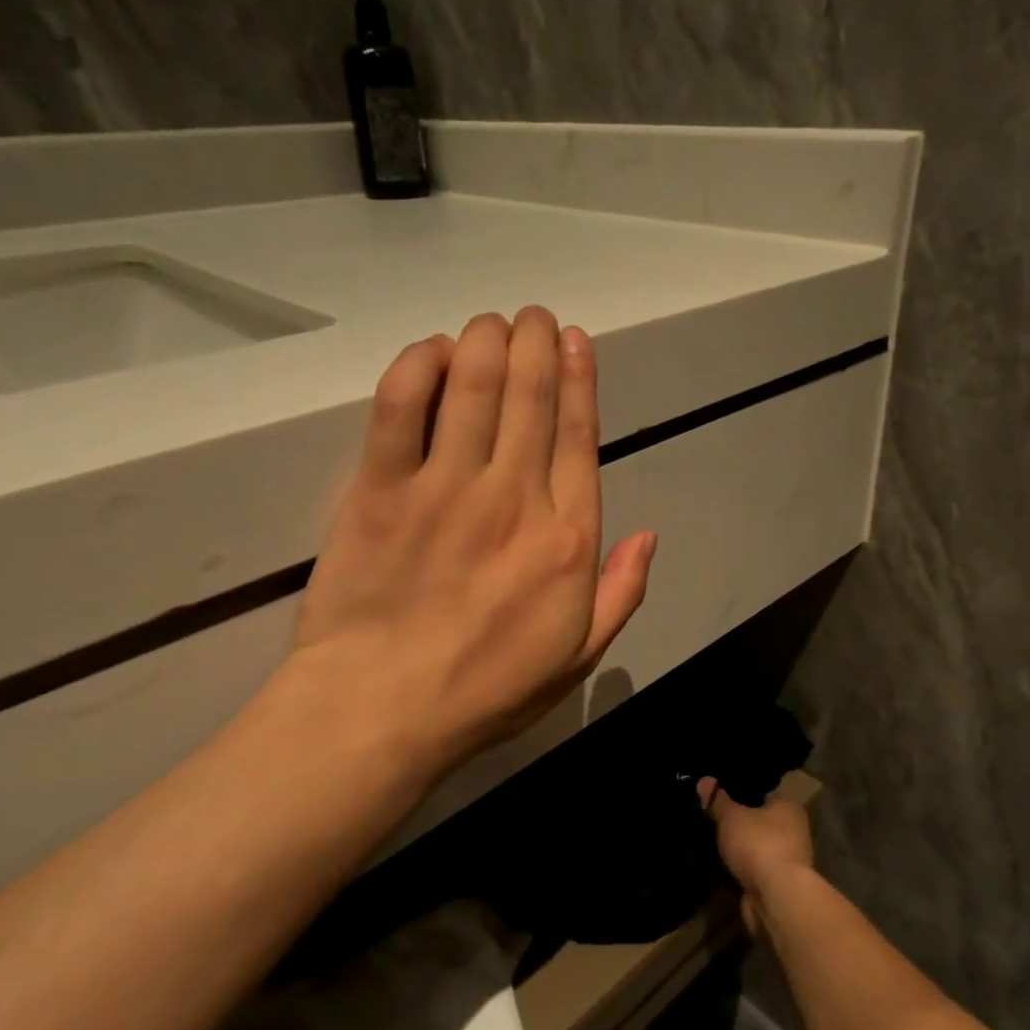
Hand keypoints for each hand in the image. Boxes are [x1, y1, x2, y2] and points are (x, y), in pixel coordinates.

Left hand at [290, 308, 657, 779]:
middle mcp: (514, 497)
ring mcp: (445, 488)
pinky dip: (418, 366)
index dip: (579, 379)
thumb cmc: (485, 691)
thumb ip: (621, 593)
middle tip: (531, 317)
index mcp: (567, 538)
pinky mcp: (381, 490)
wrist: (381, 712)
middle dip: (534, 342)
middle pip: (531, 395)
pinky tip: (431, 352)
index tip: (575, 340)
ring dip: (486, 340)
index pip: (580, 435)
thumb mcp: (578, 658)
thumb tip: (649, 534)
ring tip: (489, 324)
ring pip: (475, 386)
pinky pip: (401, 407)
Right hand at [697, 778, 815, 933]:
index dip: (742, 793)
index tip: (720, 795)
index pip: (764, 793)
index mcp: (789, 807)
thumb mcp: (730, 816)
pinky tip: (722, 867)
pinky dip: (742, 870)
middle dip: (741, 823)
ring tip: (713, 843)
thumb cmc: (758, 844)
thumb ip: (717, 800)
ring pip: (758, 847)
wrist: (776, 898)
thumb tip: (704, 780)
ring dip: (741, 850)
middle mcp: (794, 831)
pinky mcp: (779, 885)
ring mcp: (788, 860)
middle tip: (712, 819)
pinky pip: (755, 870)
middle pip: (761, 821)